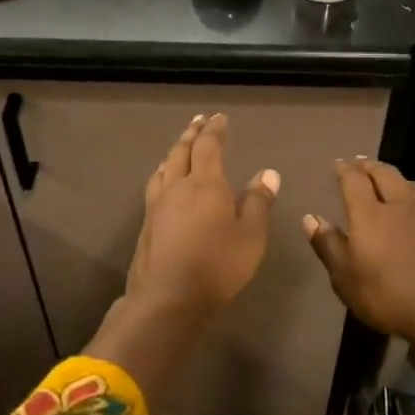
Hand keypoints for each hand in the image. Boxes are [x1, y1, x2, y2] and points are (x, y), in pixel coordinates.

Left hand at [126, 113, 279, 315]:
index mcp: (205, 183)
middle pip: (181, 151)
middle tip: (197, 121)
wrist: (168, 296)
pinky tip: (162, 182)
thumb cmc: (217, 265)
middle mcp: (178, 186)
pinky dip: (162, 173)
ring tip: (179, 147)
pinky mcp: (147, 223)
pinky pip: (154, 185)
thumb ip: (258, 202)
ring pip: (164, 167)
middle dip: (191, 134)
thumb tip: (268, 173)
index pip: (208, 146)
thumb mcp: (251, 236)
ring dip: (173, 151)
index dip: (214, 130)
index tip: (219, 118)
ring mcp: (157, 204)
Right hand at [302, 158, 414, 346]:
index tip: (338, 164)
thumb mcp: (346, 278)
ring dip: (396, 178)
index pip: (354, 180)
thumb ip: (328, 245)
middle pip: (385, 174)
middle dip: (370, 166)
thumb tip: (310, 218)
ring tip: (390, 180)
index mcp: (370, 214)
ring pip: (411, 185)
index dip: (344, 170)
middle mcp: (400, 205)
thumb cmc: (388, 297)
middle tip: (360, 163)